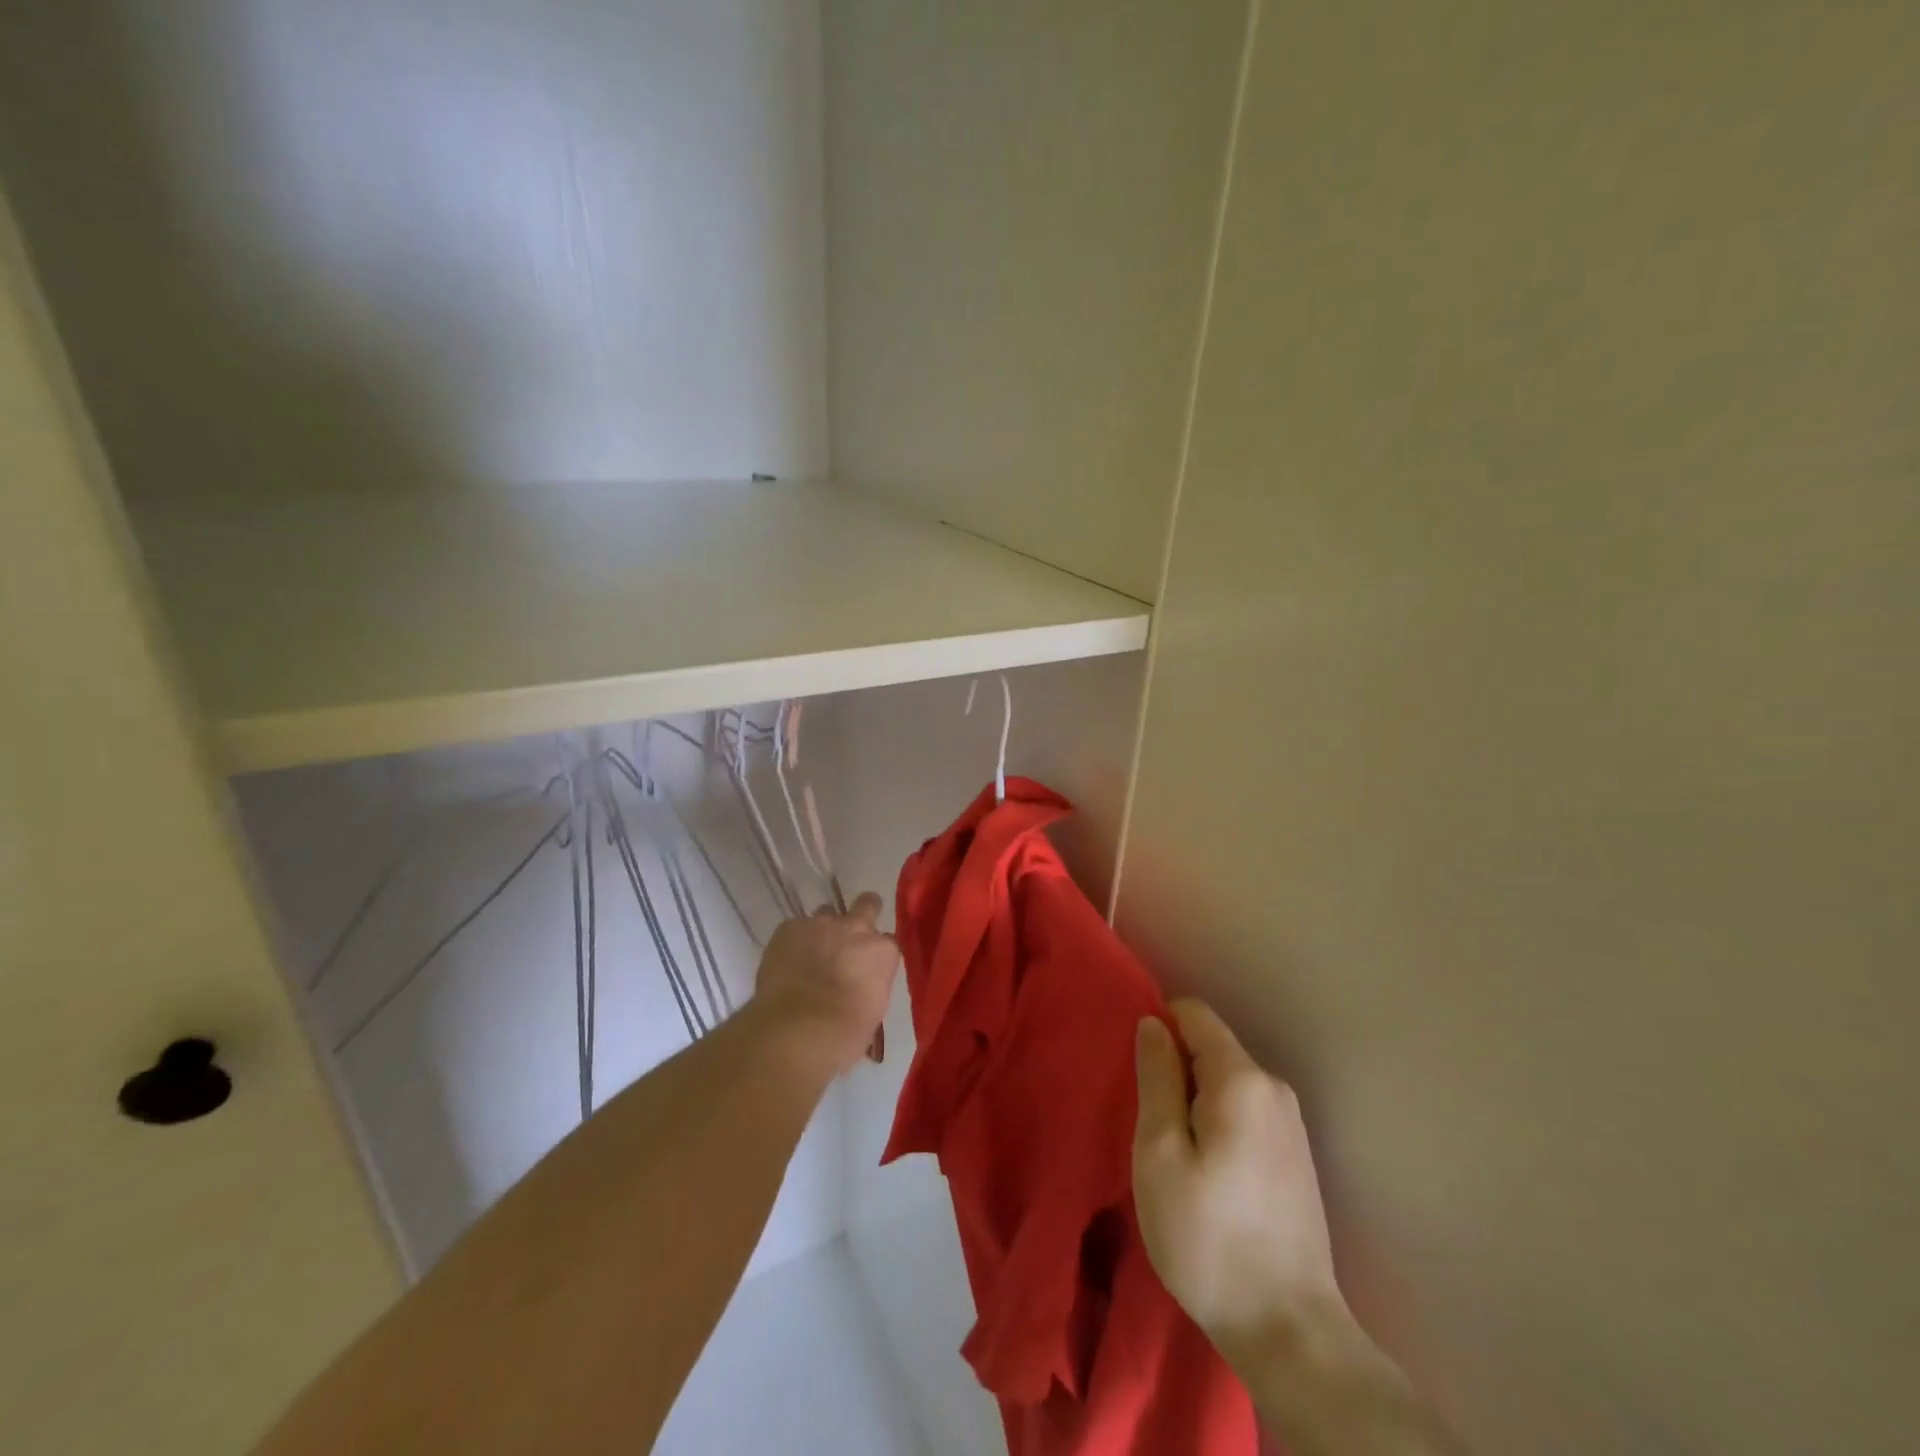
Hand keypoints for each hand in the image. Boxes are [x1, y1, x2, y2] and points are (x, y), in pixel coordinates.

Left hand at [752, 893, 898, 1073]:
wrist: (797, 1030)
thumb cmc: (843, 1034)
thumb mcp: (873, 1011)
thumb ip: (871, 985)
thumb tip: (862, 985)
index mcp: (883, 952)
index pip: (888, 942)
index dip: (877, 953)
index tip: (870, 966)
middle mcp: (857, 928)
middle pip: (868, 904)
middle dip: (863, 913)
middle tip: (850, 936)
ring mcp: (821, 923)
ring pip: (827, 912)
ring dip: (824, 929)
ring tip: (812, 952)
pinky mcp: (789, 927)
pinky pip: (795, 926)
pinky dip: (794, 940)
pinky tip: (787, 961)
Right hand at [1133, 999, 1349, 1364]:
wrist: (1287, 1329)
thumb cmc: (1207, 1236)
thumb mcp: (1159, 1151)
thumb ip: (1156, 1077)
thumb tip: (1153, 1023)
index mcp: (1241, 1079)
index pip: (1194, 1014)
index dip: (1159, 1027)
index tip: (1136, 1071)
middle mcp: (1273, 1087)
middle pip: (1211, 1047)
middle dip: (1175, 1069)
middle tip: (1148, 1123)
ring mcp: (1291, 1123)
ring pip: (1227, 1081)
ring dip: (1194, 1100)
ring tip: (1173, 1152)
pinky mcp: (1295, 1155)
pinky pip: (1245, 1110)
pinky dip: (1217, 1122)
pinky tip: (1206, 1172)